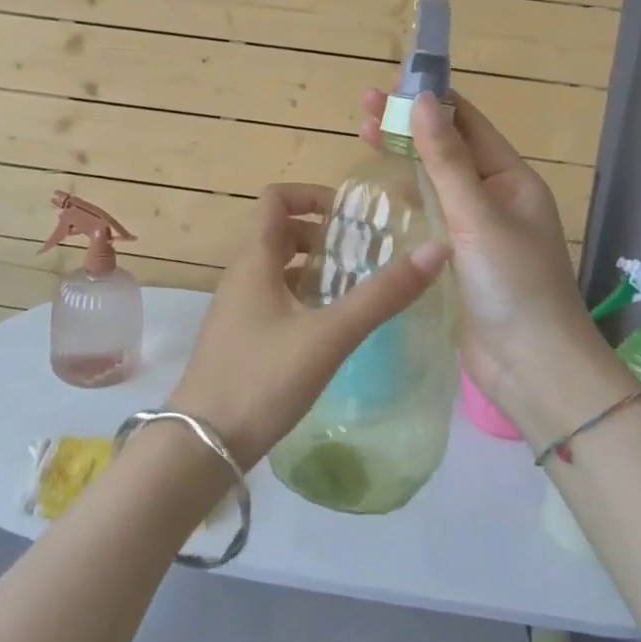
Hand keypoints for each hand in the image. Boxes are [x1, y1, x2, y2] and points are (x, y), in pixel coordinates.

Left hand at [168, 183, 449, 467]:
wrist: (203, 446)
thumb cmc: (263, 379)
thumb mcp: (329, 335)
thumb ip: (382, 294)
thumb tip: (437, 250)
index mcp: (254, 260)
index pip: (276, 199)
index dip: (313, 195)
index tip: (352, 216)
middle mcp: (242, 276)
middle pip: (281, 232)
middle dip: (323, 234)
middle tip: (366, 253)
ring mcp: (238, 309)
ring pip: (279, 269)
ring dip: (316, 267)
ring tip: (357, 286)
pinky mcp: (241, 338)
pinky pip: (275, 299)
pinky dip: (304, 297)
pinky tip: (332, 326)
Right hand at [359, 90, 620, 438]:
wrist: (532, 366)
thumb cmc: (513, 283)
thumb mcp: (477, 215)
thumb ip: (446, 159)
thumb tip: (422, 99)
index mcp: (511, 178)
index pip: (467, 124)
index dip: (429, 100)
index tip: (389, 84)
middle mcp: (495, 197)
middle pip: (447, 150)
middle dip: (407, 126)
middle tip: (362, 108)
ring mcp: (477, 230)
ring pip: (436, 182)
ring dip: (404, 158)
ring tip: (362, 137)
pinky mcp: (459, 259)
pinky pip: (431, 216)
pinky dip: (407, 198)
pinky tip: (381, 191)